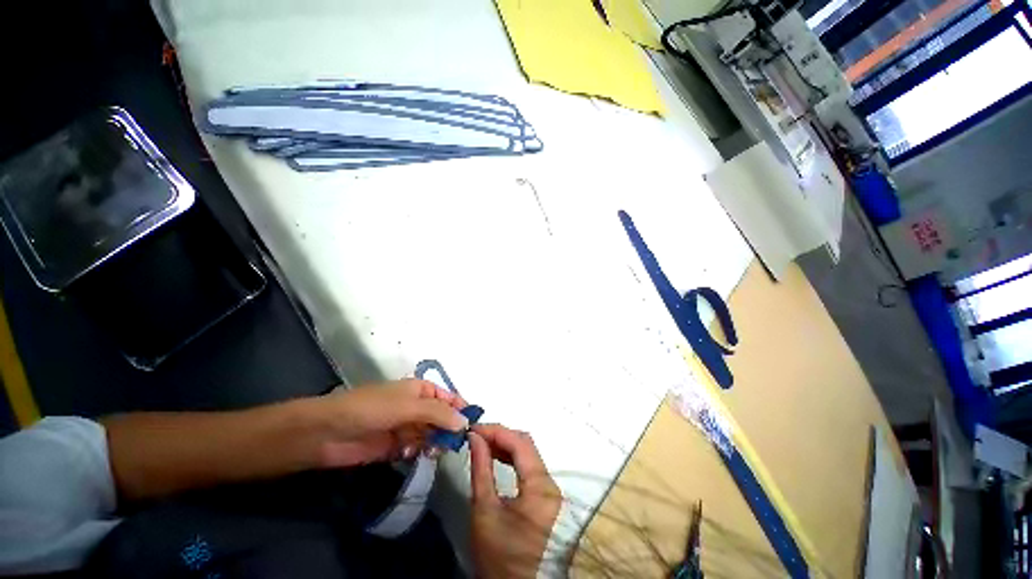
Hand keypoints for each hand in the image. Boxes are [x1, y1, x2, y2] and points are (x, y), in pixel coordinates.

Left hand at [313, 379, 467, 467]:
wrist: (327, 433)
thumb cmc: (371, 409)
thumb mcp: (408, 405)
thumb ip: (438, 413)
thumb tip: (465, 422)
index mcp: (420, 390)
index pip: (448, 398)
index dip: (461, 408)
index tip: (473, 425)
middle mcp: (415, 407)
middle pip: (441, 418)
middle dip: (449, 429)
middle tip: (456, 443)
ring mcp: (405, 427)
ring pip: (430, 435)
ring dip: (435, 442)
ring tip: (435, 451)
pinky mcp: (395, 447)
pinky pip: (416, 449)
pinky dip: (419, 452)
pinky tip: (414, 455)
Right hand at [469, 424, 562, 578]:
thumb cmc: (500, 556)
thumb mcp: (485, 511)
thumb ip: (481, 469)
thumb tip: (475, 438)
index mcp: (540, 486)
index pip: (520, 443)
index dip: (497, 431)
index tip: (474, 429)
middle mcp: (550, 482)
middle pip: (526, 445)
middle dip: (500, 436)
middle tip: (476, 436)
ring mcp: (549, 489)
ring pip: (528, 453)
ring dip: (505, 445)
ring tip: (482, 444)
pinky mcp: (545, 495)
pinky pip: (528, 466)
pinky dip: (511, 458)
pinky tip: (496, 457)